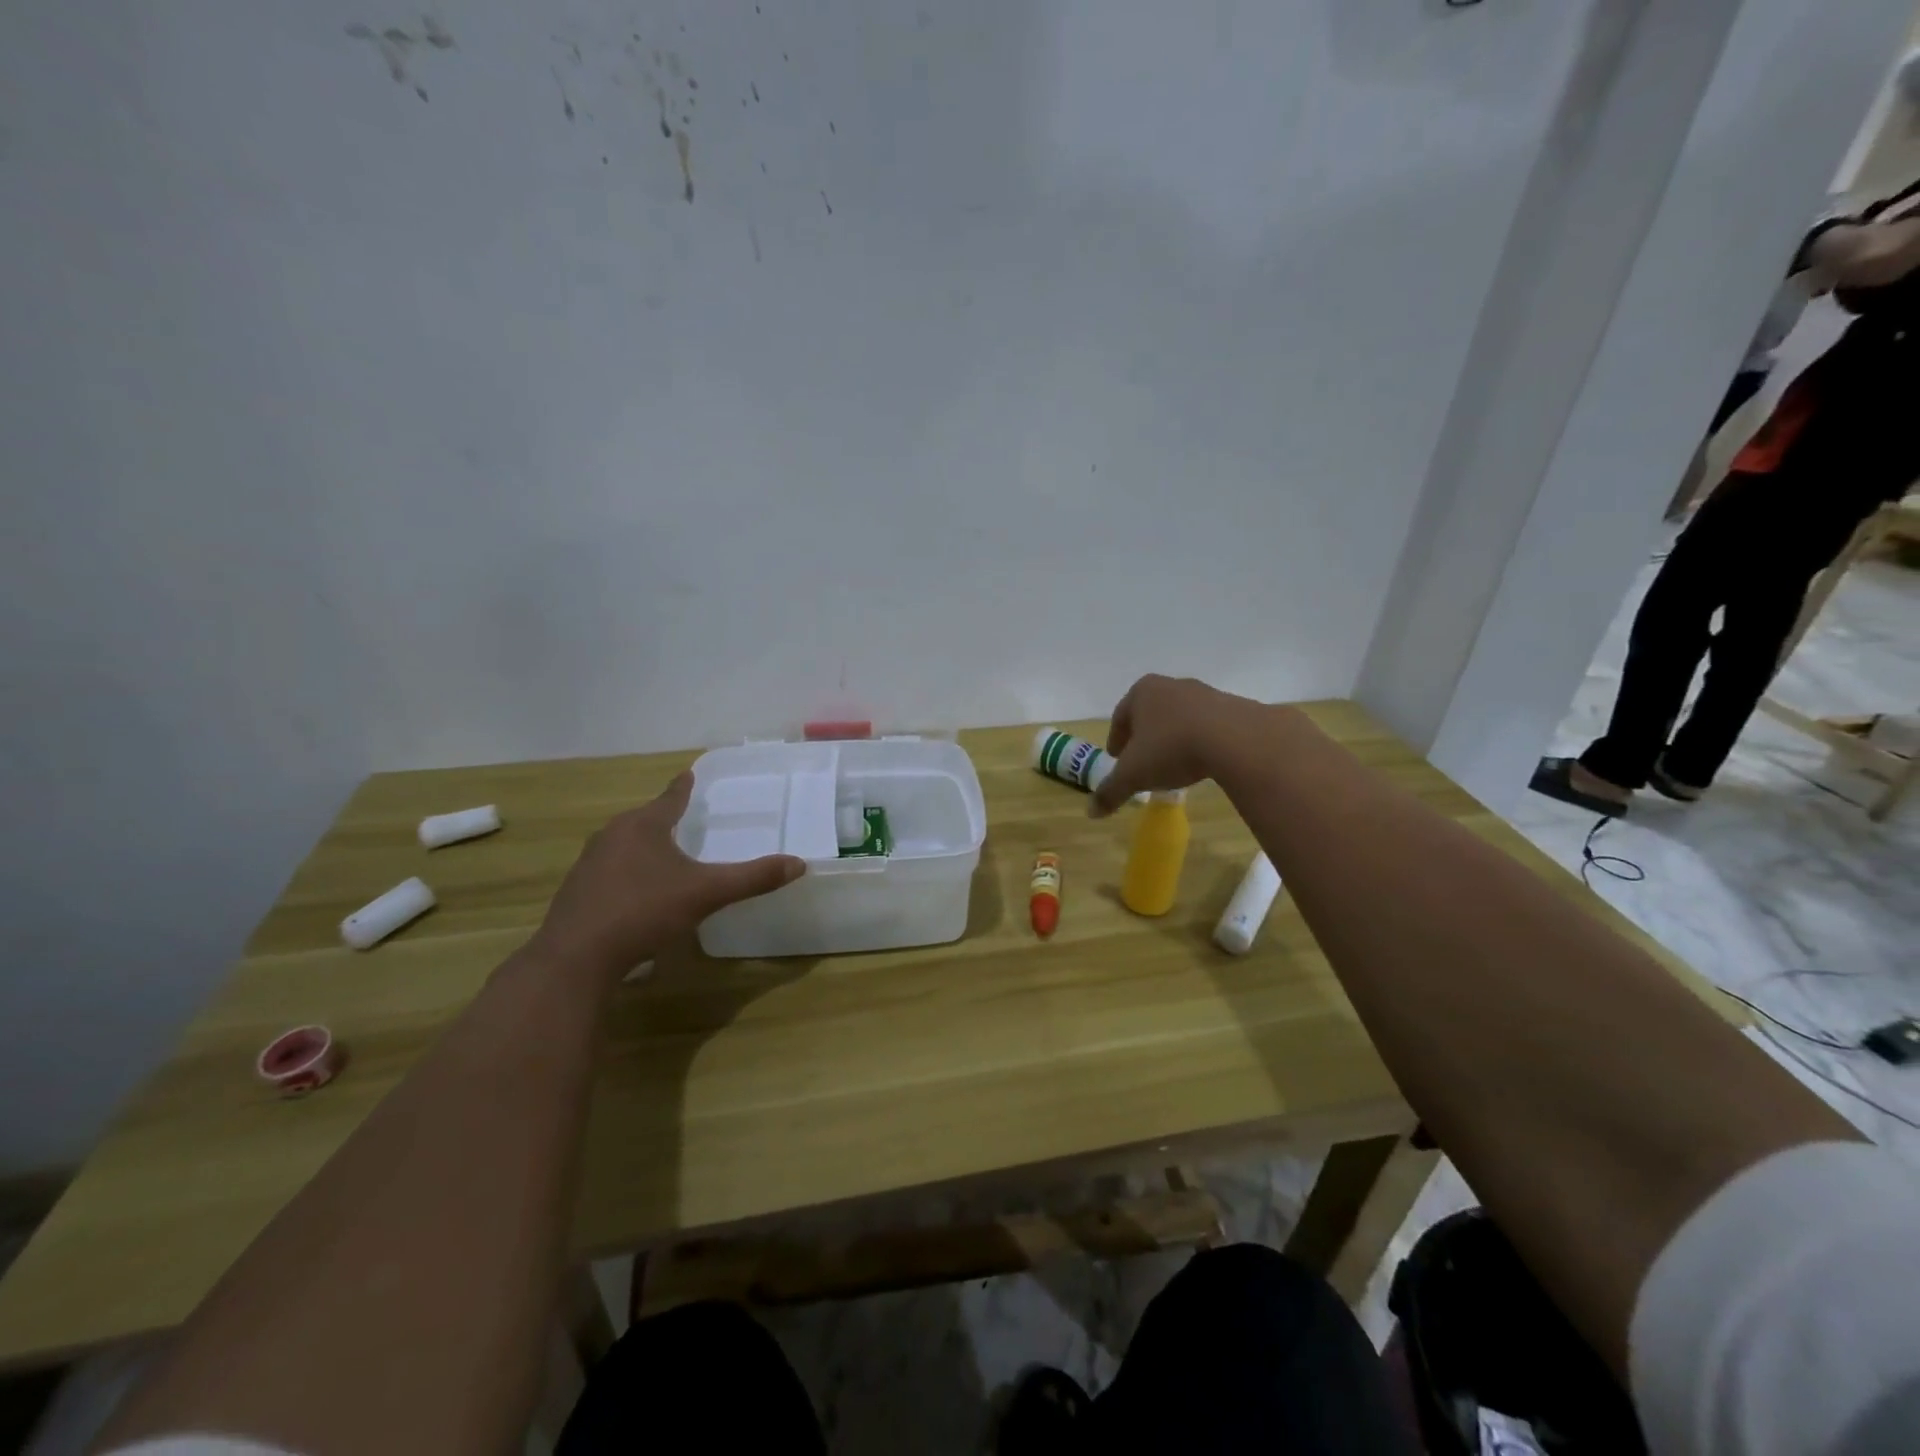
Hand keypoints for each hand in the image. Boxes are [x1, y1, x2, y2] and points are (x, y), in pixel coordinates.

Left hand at [532, 772, 804, 976]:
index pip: (670, 798)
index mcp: (644, 826)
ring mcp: (589, 864)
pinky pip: (609, 871)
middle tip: (683, 818)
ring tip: (662, 855)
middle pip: (644, 819)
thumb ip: (752, 878)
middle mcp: (612, 836)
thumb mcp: (707, 893)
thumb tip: (799, 864)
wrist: (576, 957)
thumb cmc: (645, 911)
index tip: (689, 774)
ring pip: (623, 845)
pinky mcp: (576, 893)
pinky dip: (627, 873)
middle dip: (663, 818)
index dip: (683, 788)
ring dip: (643, 847)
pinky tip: (636, 894)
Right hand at [1089, 674, 1265, 817]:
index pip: (1120, 716)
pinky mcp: (1232, 707)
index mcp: (1142, 692)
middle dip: (1145, 736)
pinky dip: (1200, 741)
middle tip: (1142, 761)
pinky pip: (1208, 726)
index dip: (1116, 739)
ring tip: (1174, 763)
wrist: (1235, 739)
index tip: (1117, 758)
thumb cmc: (1171, 748)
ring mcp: (1204, 693)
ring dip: (1173, 737)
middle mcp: (1171, 686)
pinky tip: (1202, 761)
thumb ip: (1110, 791)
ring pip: (1180, 718)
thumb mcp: (1133, 775)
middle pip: (1150, 713)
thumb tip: (1091, 812)